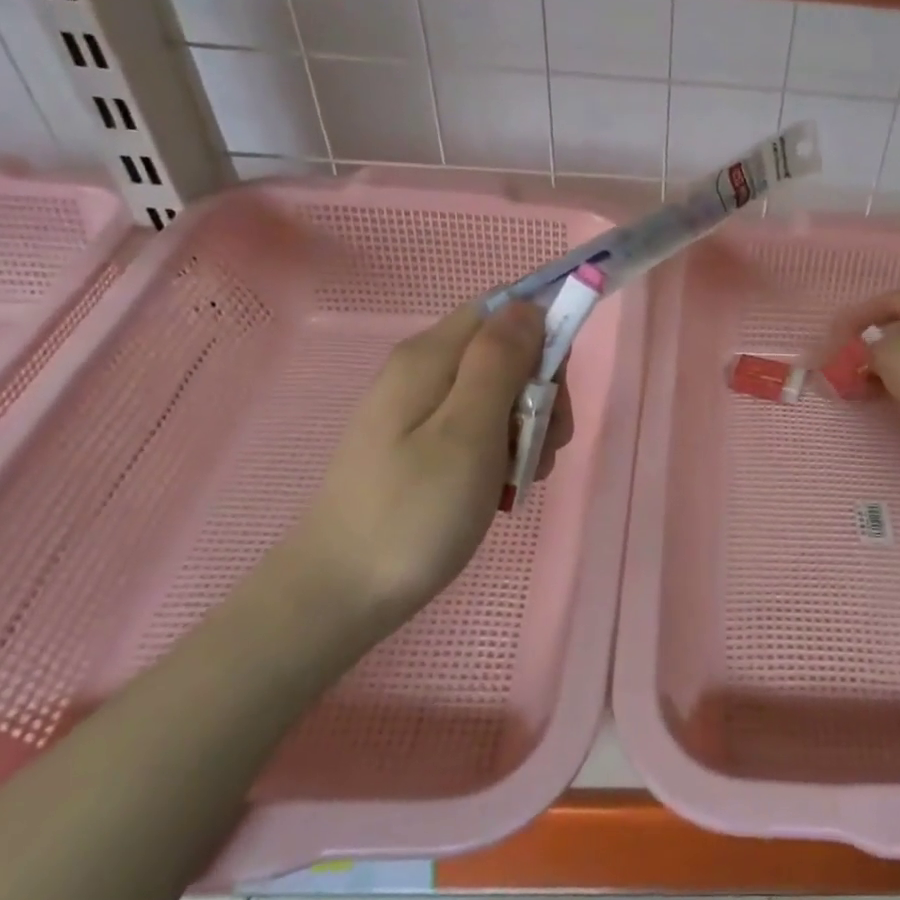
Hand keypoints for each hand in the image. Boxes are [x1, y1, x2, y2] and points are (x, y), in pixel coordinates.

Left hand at [278, 301, 570, 640]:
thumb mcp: (469, 432)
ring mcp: (419, 411)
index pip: (504, 308)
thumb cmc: (414, 512)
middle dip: (541, 392)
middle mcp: (423, 371)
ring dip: (528, 428)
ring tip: (522, 478)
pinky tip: (503, 488)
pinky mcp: (421, 445)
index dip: (544, 333)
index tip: (558, 388)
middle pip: (505, 352)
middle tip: (543, 446)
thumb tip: (529, 305)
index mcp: (431, 357)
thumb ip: (500, 363)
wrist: (341, 594)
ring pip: (498, 393)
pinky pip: (480, 427)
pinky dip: (504, 452)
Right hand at [824, 288, 899, 449]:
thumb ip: (866, 353)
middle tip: (849, 365)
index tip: (836, 338)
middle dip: (873, 348)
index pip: (888, 302)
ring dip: (889, 368)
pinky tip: (893, 395)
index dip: (857, 318)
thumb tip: (861, 358)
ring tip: (865, 386)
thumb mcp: (888, 357)